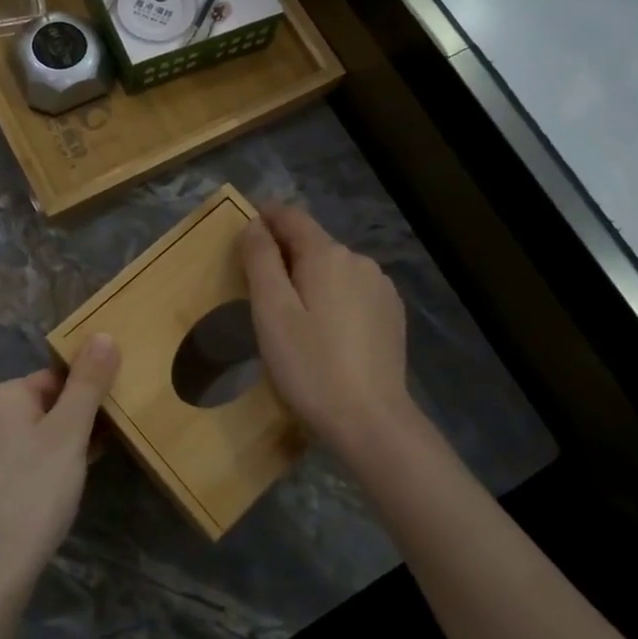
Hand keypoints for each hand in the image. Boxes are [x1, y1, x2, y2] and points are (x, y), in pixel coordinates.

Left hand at [0, 335, 120, 596]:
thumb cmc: (34, 490)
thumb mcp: (70, 432)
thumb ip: (88, 383)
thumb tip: (103, 334)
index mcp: (0, 395)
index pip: (54, 377)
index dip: (86, 394)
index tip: (111, 418)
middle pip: (43, 404)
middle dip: (76, 419)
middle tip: (105, 443)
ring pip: (33, 434)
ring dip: (64, 443)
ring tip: (90, 465)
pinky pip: (21, 459)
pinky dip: (45, 465)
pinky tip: (64, 488)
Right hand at [238, 204, 411, 447]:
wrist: (371, 421)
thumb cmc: (311, 366)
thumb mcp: (272, 312)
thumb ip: (260, 261)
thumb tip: (254, 225)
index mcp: (327, 255)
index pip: (292, 217)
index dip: (266, 216)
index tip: (245, 227)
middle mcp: (359, 261)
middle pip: (313, 243)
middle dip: (285, 252)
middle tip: (258, 283)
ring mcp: (381, 287)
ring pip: (334, 268)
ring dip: (310, 276)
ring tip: (291, 312)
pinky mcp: (391, 313)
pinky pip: (353, 290)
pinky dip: (333, 296)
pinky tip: (325, 329)